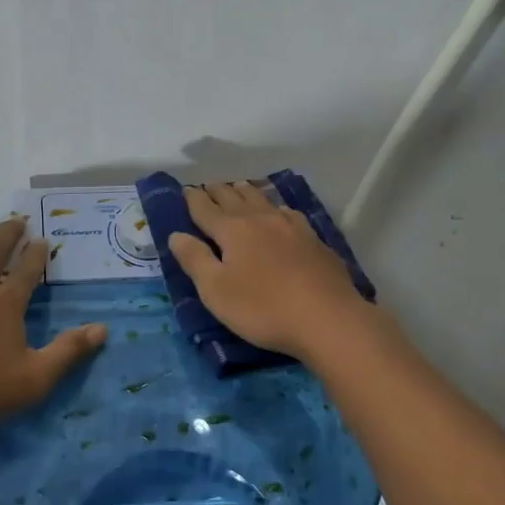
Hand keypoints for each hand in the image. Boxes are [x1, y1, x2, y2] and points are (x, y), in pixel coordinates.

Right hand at [166, 182, 370, 360]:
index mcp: (232, 230)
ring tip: (238, 186)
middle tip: (208, 186)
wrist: (328, 318)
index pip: (206, 209)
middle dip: (218, 191)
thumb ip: (195, 260)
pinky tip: (279, 211)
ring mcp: (290, 226)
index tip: (185, 190)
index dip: (193, 199)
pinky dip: (275, 206)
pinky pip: (287, 212)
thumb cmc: (263, 308)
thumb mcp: (216, 291)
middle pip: (234, 198)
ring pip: (262, 200)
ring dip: (246, 192)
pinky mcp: (313, 238)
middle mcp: (260, 219)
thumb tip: (176, 234)